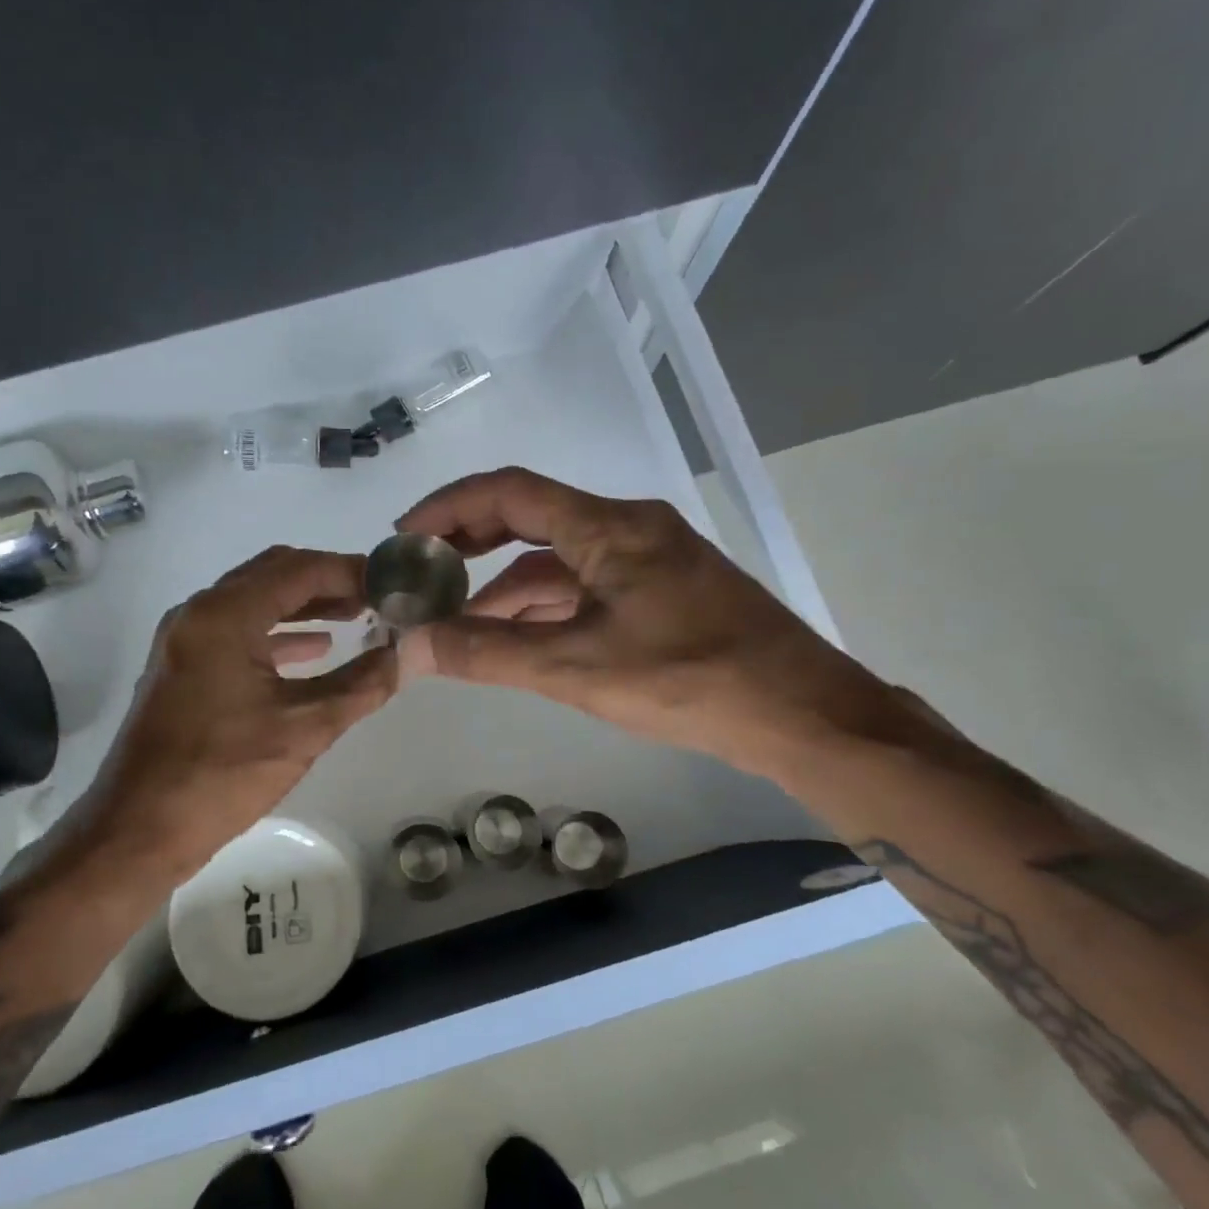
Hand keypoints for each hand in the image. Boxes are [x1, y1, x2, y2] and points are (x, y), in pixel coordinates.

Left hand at [71, 545, 394, 879]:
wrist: (138, 830)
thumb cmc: (222, 775)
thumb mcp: (304, 728)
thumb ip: (361, 685)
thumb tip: (405, 655)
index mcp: (224, 615)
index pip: (299, 570)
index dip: (350, 572)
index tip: (390, 584)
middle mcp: (199, 613)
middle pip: (273, 575)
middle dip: (327, 582)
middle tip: (375, 598)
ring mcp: (185, 639)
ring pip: (254, 601)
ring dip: (303, 606)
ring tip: (355, 617)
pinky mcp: (182, 665)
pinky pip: (237, 630)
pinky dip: (277, 633)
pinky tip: (314, 650)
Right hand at [393, 467, 905, 780]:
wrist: (805, 716)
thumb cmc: (691, 681)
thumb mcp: (577, 669)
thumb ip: (488, 654)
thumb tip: (410, 645)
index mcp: (610, 527)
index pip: (509, 492)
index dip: (449, 507)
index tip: (404, 536)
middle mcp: (628, 527)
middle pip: (530, 517)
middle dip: (470, 543)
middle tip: (421, 572)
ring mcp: (648, 559)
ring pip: (557, 559)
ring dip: (504, 585)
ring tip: (454, 619)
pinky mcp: (661, 592)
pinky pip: (585, 585)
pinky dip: (542, 606)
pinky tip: (513, 637)